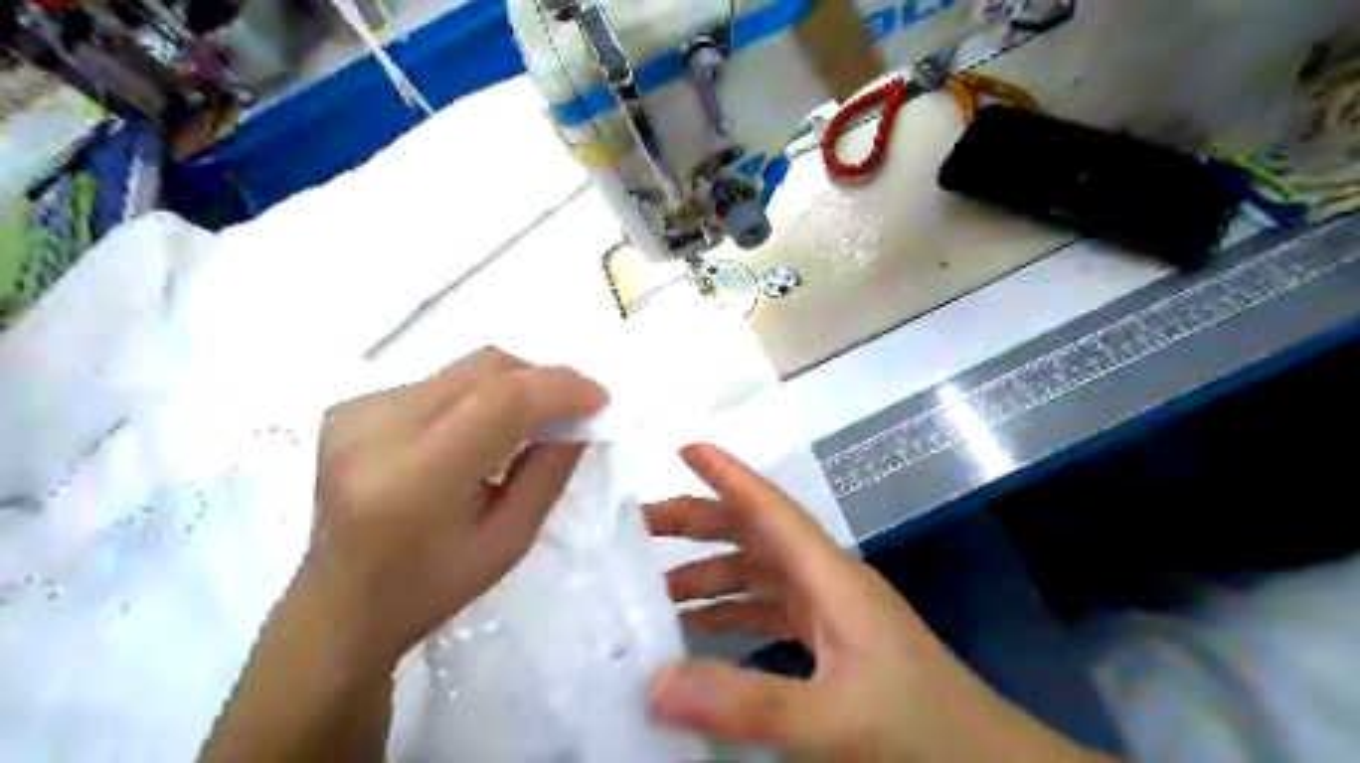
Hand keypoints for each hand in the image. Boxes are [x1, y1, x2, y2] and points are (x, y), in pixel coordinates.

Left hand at [307, 345, 610, 674]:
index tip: (599, 400)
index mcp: (417, 480)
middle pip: (484, 368)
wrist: (340, 604)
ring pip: (464, 369)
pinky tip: (474, 435)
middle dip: (541, 380)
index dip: (560, 388)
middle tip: (571, 411)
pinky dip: (474, 397)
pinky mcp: (350, 408)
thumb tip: (582, 419)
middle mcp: (378, 432)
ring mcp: (356, 413)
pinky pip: (438, 382)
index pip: (502, 400)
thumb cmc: (432, 587)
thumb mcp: (509, 540)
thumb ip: (550, 472)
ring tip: (525, 426)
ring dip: (510, 387)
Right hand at [645, 443, 1109, 762]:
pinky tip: (702, 633)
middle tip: (641, 528)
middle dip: (700, 525)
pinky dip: (732, 615)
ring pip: (758, 576)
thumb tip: (655, 684)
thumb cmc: (919, 726)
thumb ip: (745, 700)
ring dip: (710, 575)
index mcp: (831, 576)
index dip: (727, 475)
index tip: (684, 449)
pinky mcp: (831, 645)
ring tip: (656, 590)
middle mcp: (827, 582)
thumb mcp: (831, 717)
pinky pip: (769, 614)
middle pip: (755, 537)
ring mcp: (830, 614)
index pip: (770, 509)